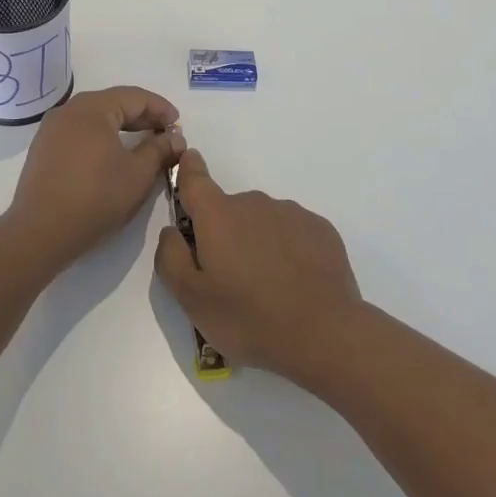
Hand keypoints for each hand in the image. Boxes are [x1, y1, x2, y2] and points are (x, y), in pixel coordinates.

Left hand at [10, 86, 184, 268]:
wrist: (40, 232)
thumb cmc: (96, 197)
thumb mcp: (138, 174)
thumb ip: (159, 150)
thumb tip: (175, 138)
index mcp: (92, 108)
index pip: (134, 96)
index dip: (160, 108)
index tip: (178, 124)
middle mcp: (69, 110)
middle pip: (113, 103)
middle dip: (142, 116)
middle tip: (164, 133)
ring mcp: (51, 129)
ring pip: (94, 118)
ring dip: (121, 126)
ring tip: (142, 143)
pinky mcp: (43, 149)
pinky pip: (79, 132)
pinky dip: (100, 137)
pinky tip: (112, 155)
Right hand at [153, 149, 363, 386]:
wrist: (325, 334)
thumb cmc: (249, 318)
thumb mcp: (191, 299)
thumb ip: (170, 257)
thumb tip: (171, 231)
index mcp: (218, 215)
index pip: (195, 178)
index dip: (188, 169)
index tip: (188, 162)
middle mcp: (254, 202)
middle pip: (229, 210)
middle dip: (225, 234)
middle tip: (231, 279)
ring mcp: (291, 213)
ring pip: (262, 221)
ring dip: (257, 242)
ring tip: (268, 288)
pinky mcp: (320, 228)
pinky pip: (292, 232)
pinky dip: (288, 250)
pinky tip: (295, 283)